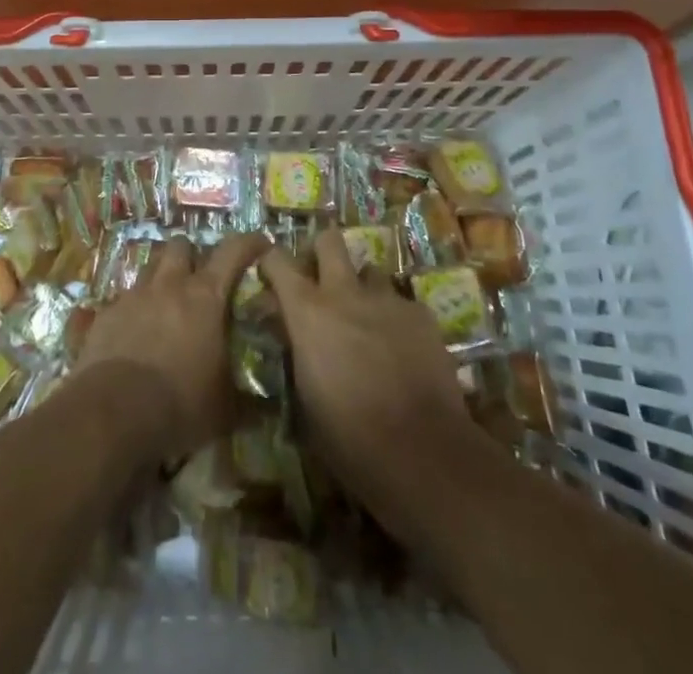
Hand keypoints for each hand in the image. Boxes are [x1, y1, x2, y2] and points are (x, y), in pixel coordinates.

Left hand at [76, 233, 267, 464]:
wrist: (110, 414)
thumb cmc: (179, 405)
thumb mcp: (223, 410)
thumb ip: (243, 399)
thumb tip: (262, 409)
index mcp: (205, 298)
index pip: (233, 252)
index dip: (249, 243)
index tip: (261, 243)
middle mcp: (169, 285)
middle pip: (181, 247)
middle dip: (191, 257)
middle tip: (198, 280)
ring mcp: (133, 297)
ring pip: (149, 269)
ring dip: (160, 280)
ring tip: (164, 305)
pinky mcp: (104, 315)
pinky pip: (120, 301)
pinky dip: (130, 312)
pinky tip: (131, 336)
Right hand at [260, 228, 475, 522]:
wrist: (422, 453)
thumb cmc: (350, 438)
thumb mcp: (304, 399)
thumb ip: (295, 353)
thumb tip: (288, 334)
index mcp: (307, 311)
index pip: (277, 260)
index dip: (270, 263)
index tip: (269, 277)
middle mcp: (345, 292)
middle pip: (329, 240)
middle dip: (322, 253)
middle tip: (321, 281)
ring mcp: (387, 299)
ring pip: (370, 271)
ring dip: (363, 290)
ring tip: (368, 322)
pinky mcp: (422, 314)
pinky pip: (402, 304)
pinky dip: (397, 320)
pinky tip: (403, 351)